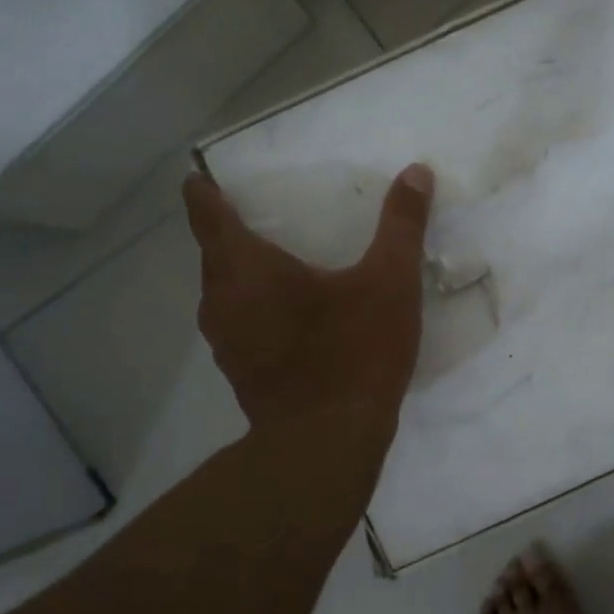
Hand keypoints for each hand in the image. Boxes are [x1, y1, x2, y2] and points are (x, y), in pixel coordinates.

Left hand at [181, 162, 433, 432]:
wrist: (328, 441)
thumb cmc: (354, 352)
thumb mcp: (390, 282)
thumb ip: (401, 226)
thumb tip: (416, 172)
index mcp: (247, 267)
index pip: (208, 215)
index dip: (202, 192)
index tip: (197, 177)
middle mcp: (222, 300)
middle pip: (213, 255)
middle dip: (225, 233)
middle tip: (252, 216)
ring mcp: (227, 342)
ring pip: (224, 294)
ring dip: (239, 275)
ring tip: (270, 264)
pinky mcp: (240, 373)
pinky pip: (238, 325)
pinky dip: (252, 310)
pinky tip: (286, 318)